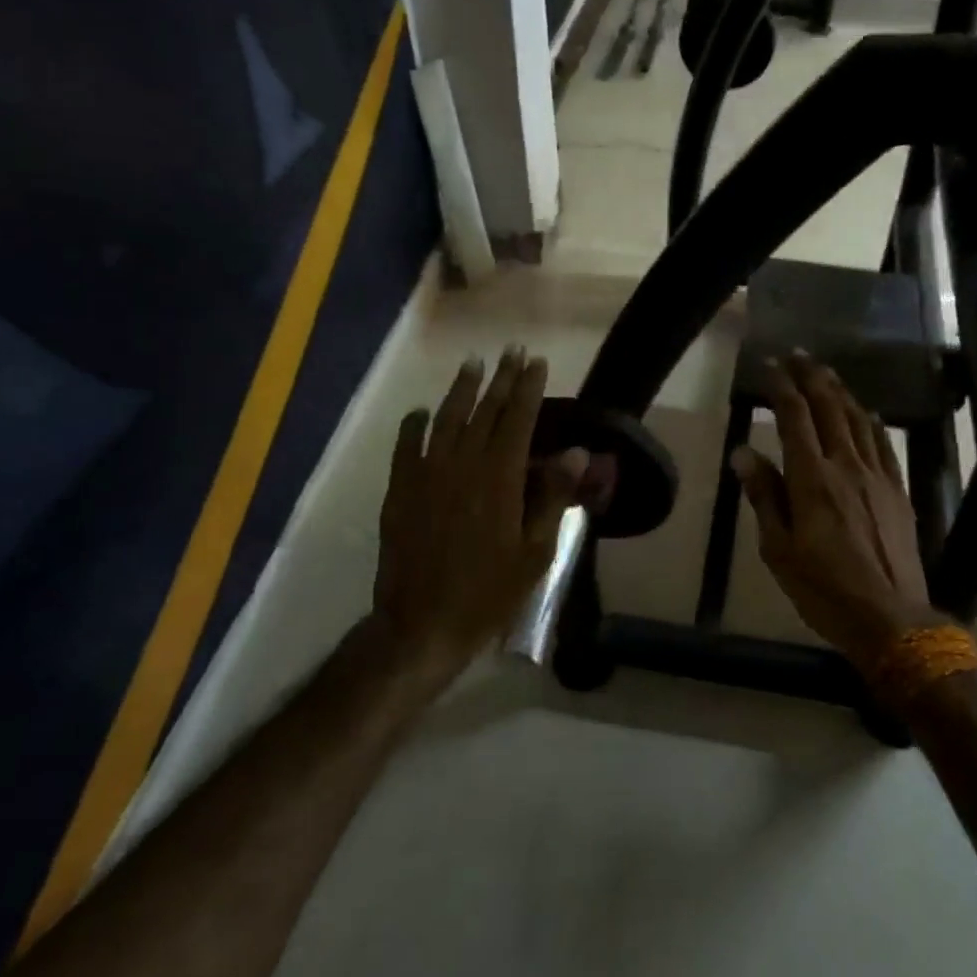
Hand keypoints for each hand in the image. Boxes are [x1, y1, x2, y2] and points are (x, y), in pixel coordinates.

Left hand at [371, 349, 588, 679]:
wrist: (422, 624)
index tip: (537, 362)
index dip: (529, 388)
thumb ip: (552, 496)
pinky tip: (421, 412)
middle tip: (512, 351)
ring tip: (472, 364)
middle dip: (501, 379)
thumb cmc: (489, 592)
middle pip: (485, 411)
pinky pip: (406, 447)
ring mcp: (426, 475)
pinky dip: (414, 425)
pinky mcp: (400, 491)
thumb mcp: (536, 552)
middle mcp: (462, 465)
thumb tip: (577, 453)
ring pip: (445, 420)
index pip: (518, 420)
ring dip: (461, 390)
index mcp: (499, 478)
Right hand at [731, 353, 946, 665]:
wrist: (891, 618)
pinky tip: (864, 411)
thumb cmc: (824, 588)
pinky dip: (870, 420)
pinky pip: (882, 443)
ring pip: (857, 419)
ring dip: (839, 391)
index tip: (770, 365)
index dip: (781, 386)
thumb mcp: (778, 549)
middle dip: (811, 376)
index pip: (795, 417)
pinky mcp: (897, 490)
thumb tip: (743, 453)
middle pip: (829, 407)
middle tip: (797, 354)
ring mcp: (877, 476)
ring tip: (825, 371)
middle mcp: (846, 465)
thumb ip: (764, 495)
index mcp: (812, 478)